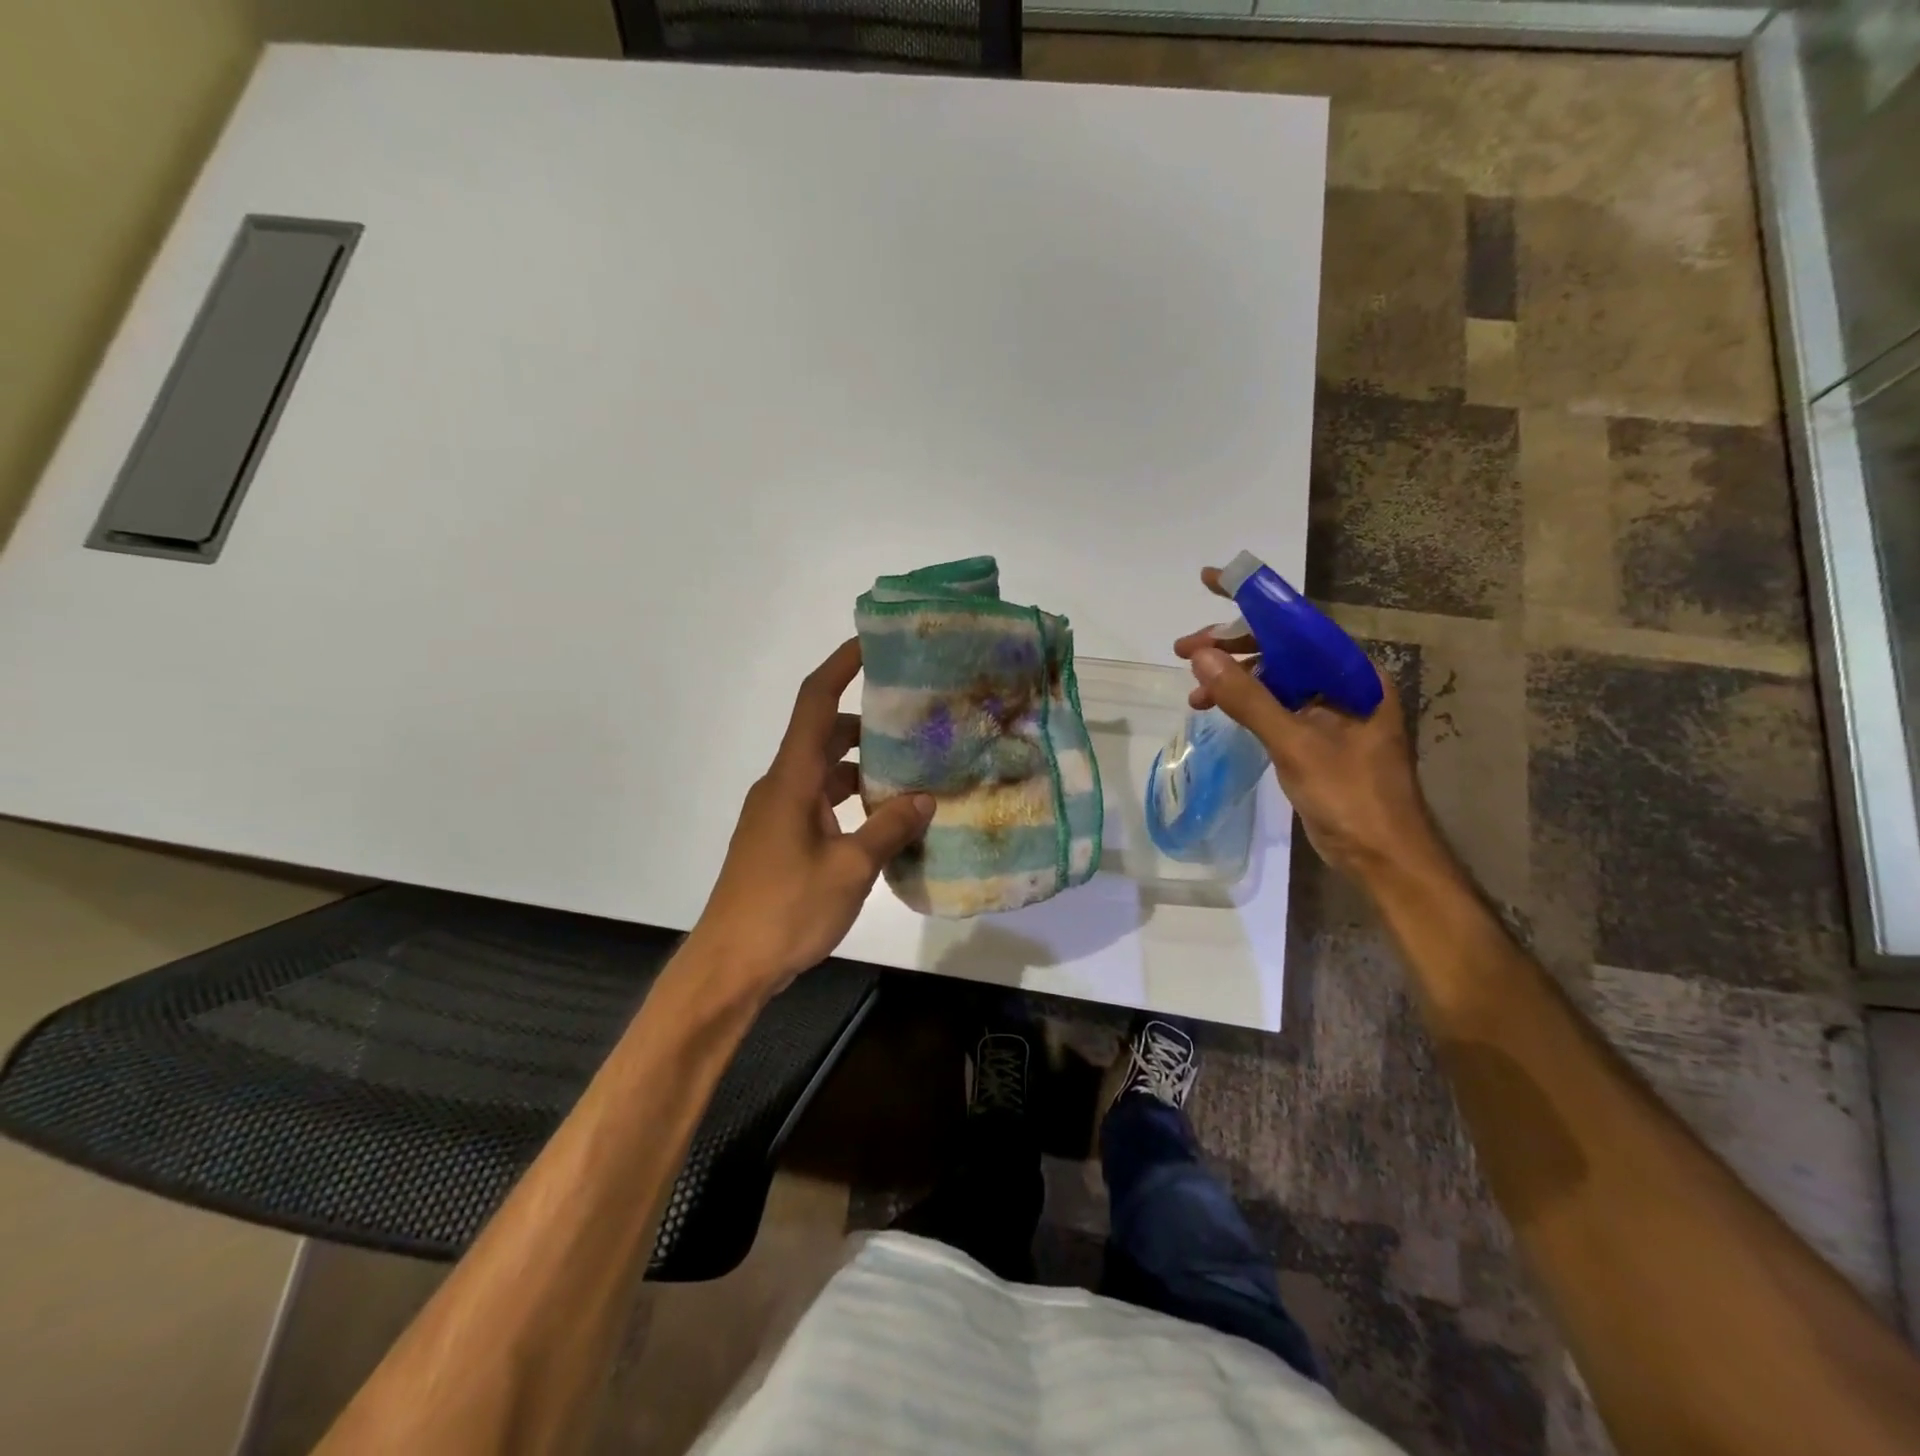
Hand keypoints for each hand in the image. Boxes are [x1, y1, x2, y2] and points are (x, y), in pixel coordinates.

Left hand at [689, 639, 933, 993]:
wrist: (729, 965)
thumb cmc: (785, 910)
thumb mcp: (849, 869)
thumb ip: (888, 829)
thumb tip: (924, 799)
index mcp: (792, 779)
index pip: (815, 702)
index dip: (841, 666)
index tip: (872, 644)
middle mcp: (782, 786)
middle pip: (825, 735)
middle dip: (868, 726)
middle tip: (917, 725)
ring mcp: (779, 815)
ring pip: (825, 773)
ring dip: (863, 770)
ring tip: (914, 778)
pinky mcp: (781, 841)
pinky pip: (821, 804)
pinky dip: (852, 803)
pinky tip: (885, 824)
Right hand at [1172, 566, 1438, 881]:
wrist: (1385, 859)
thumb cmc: (1352, 797)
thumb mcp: (1296, 744)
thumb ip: (1249, 699)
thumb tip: (1202, 657)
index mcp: (1355, 675)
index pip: (1299, 622)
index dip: (1254, 601)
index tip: (1211, 581)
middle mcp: (1345, 685)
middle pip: (1284, 648)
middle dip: (1233, 646)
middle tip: (1184, 650)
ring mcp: (1332, 713)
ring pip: (1276, 678)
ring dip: (1235, 679)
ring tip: (1194, 691)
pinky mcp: (1318, 738)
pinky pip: (1277, 706)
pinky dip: (1247, 704)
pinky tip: (1219, 710)